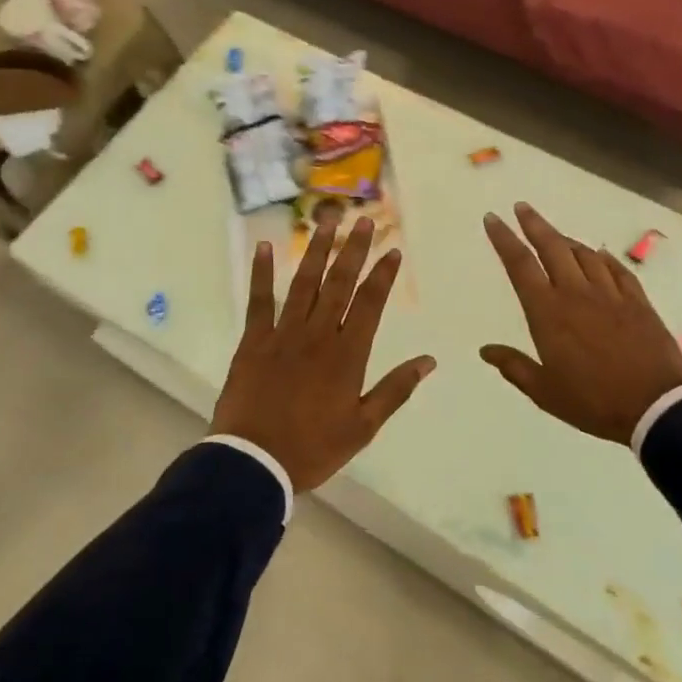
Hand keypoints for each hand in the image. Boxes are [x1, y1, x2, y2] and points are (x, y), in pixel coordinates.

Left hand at [212, 217, 435, 492]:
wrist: (255, 462)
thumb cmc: (313, 448)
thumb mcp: (363, 426)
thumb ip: (395, 390)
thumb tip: (428, 361)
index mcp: (347, 355)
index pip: (370, 304)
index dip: (383, 275)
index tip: (394, 250)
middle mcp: (318, 335)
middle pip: (339, 284)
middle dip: (354, 250)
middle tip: (365, 220)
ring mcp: (283, 334)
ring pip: (304, 283)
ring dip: (317, 250)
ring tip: (328, 221)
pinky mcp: (253, 341)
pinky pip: (258, 300)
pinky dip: (260, 273)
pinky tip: (263, 246)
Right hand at [481, 204, 681, 445]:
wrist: (655, 406)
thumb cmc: (593, 402)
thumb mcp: (545, 392)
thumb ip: (514, 367)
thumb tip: (485, 350)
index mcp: (548, 313)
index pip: (520, 265)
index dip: (504, 239)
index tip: (494, 219)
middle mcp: (576, 293)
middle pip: (552, 247)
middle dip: (534, 224)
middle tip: (522, 207)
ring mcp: (610, 294)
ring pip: (585, 254)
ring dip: (567, 241)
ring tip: (556, 236)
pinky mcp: (638, 301)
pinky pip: (617, 270)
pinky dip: (604, 258)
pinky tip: (599, 255)